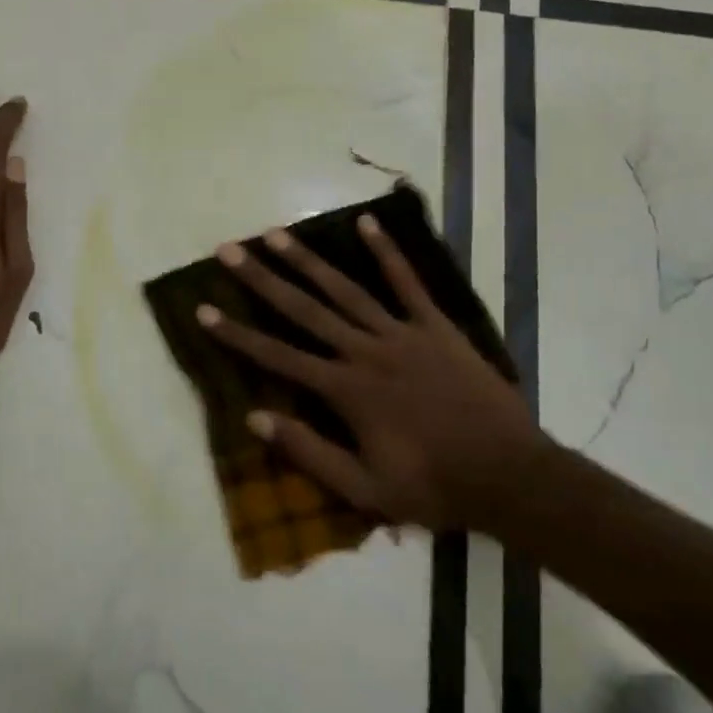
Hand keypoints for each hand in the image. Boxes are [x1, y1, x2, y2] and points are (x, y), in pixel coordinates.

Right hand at [197, 215, 547, 532]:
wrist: (509, 476)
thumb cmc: (432, 486)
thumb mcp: (364, 489)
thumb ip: (309, 451)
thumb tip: (255, 416)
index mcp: (346, 390)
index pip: (278, 356)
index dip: (237, 333)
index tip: (203, 309)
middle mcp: (365, 351)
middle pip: (303, 309)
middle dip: (261, 279)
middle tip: (229, 250)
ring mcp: (402, 333)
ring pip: (345, 289)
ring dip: (307, 260)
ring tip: (276, 234)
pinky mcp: (436, 327)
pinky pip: (408, 283)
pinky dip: (387, 253)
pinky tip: (367, 223)